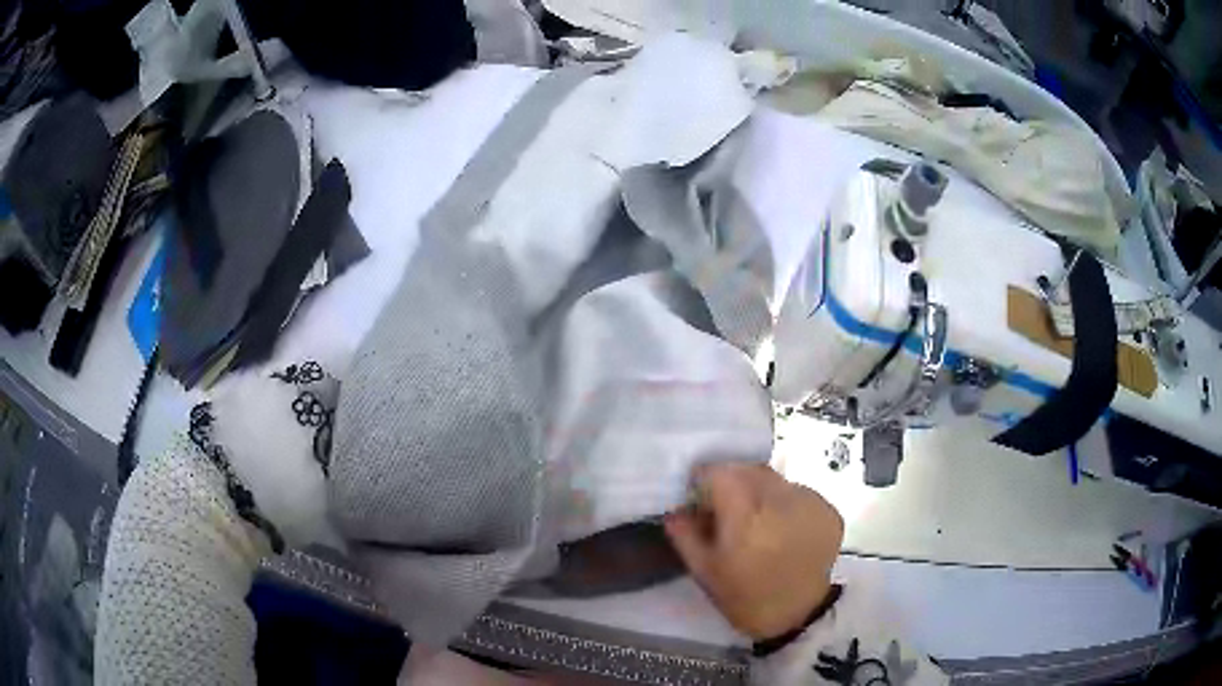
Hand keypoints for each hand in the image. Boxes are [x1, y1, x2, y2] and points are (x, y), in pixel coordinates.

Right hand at [664, 462, 843, 640]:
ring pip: (776, 479)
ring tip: (757, 520)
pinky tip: (782, 528)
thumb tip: (674, 510)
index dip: (704, 479)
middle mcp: (780, 500)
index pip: (719, 472)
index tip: (699, 496)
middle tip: (725, 508)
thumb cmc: (745, 597)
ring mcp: (809, 502)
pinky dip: (785, 502)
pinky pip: (799, 492)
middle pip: (749, 470)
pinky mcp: (828, 510)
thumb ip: (686, 535)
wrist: (798, 616)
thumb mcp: (705, 572)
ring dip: (760, 490)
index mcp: (745, 515)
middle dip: (733, 481)